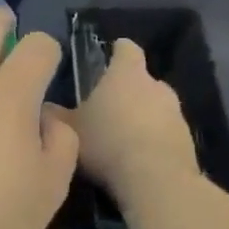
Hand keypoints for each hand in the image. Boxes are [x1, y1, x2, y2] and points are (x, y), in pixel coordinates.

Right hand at [55, 39, 197, 207]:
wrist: (156, 179)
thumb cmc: (107, 141)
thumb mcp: (68, 129)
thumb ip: (54, 114)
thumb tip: (41, 105)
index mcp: (127, 74)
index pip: (127, 49)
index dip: (117, 49)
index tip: (109, 53)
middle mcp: (156, 86)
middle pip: (141, 80)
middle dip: (125, 89)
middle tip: (103, 104)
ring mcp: (176, 113)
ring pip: (154, 106)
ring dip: (140, 115)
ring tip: (118, 135)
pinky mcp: (187, 139)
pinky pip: (164, 132)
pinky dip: (151, 138)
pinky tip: (134, 157)